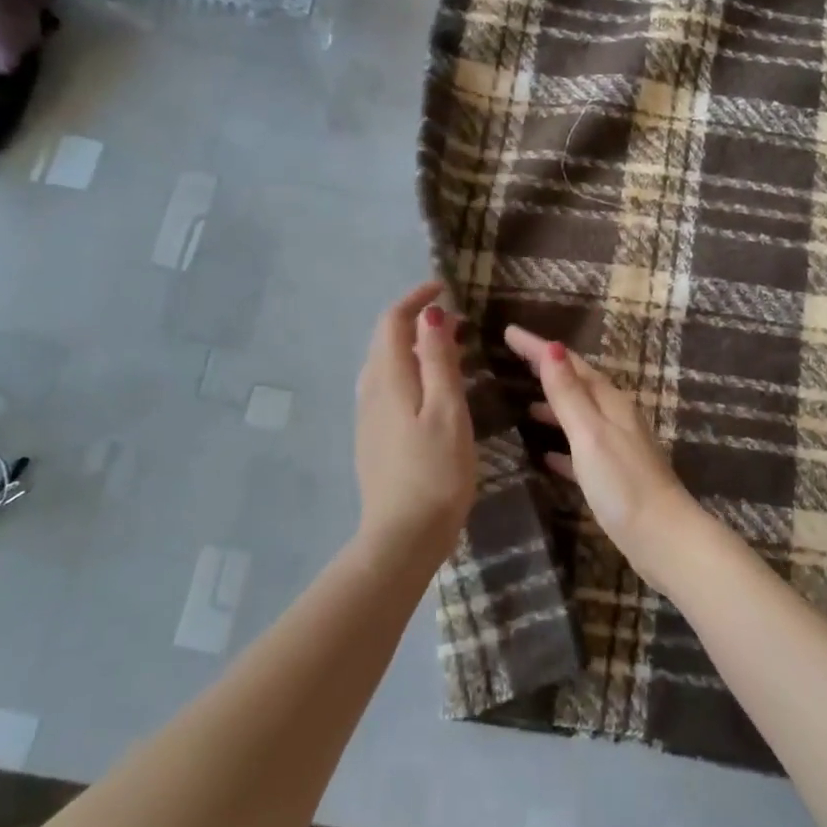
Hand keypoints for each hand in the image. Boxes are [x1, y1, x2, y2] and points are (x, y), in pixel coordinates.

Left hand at [354, 282, 476, 557]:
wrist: (402, 537)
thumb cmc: (435, 472)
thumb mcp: (447, 411)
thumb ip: (439, 361)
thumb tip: (431, 315)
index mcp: (389, 379)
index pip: (393, 322)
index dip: (416, 300)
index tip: (444, 288)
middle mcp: (371, 391)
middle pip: (387, 340)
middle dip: (418, 321)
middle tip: (459, 323)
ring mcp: (368, 417)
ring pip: (387, 365)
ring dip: (415, 347)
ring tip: (453, 351)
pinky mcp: (373, 438)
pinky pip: (389, 387)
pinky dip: (411, 371)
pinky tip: (434, 390)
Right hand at [504, 326, 702, 592]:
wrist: (663, 538)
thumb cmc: (623, 483)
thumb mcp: (589, 433)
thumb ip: (569, 393)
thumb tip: (552, 346)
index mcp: (610, 403)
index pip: (571, 364)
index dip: (539, 348)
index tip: (509, 332)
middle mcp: (616, 418)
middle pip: (578, 385)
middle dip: (547, 370)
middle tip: (514, 360)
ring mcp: (617, 447)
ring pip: (580, 416)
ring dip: (555, 407)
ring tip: (526, 407)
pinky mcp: (614, 476)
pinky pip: (582, 451)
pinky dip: (563, 447)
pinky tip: (547, 457)